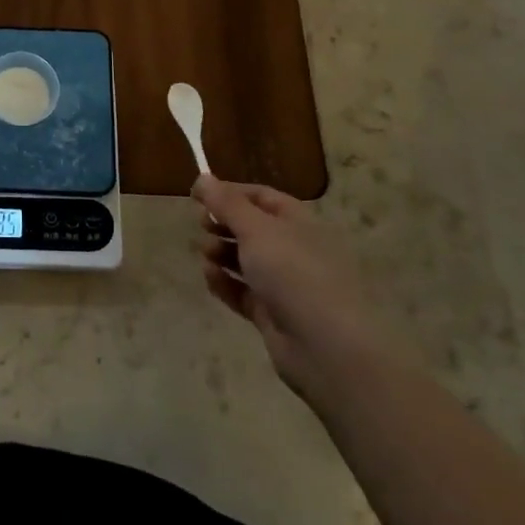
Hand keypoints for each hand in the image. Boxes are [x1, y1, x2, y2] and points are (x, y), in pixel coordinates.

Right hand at [194, 175, 404, 408]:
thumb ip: (226, 203)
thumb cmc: (293, 273)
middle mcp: (293, 249)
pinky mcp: (273, 314)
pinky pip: (243, 292)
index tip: (196, 195)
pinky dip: (225, 283)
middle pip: (251, 228)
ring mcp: (284, 284)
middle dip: (223, 224)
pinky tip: (210, 278)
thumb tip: (202, 176)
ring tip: (206, 255)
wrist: (327, 347)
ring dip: (221, 253)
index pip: (260, 196)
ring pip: (245, 260)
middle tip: (202, 226)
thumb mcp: (255, 229)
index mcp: (297, 221)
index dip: (228, 192)